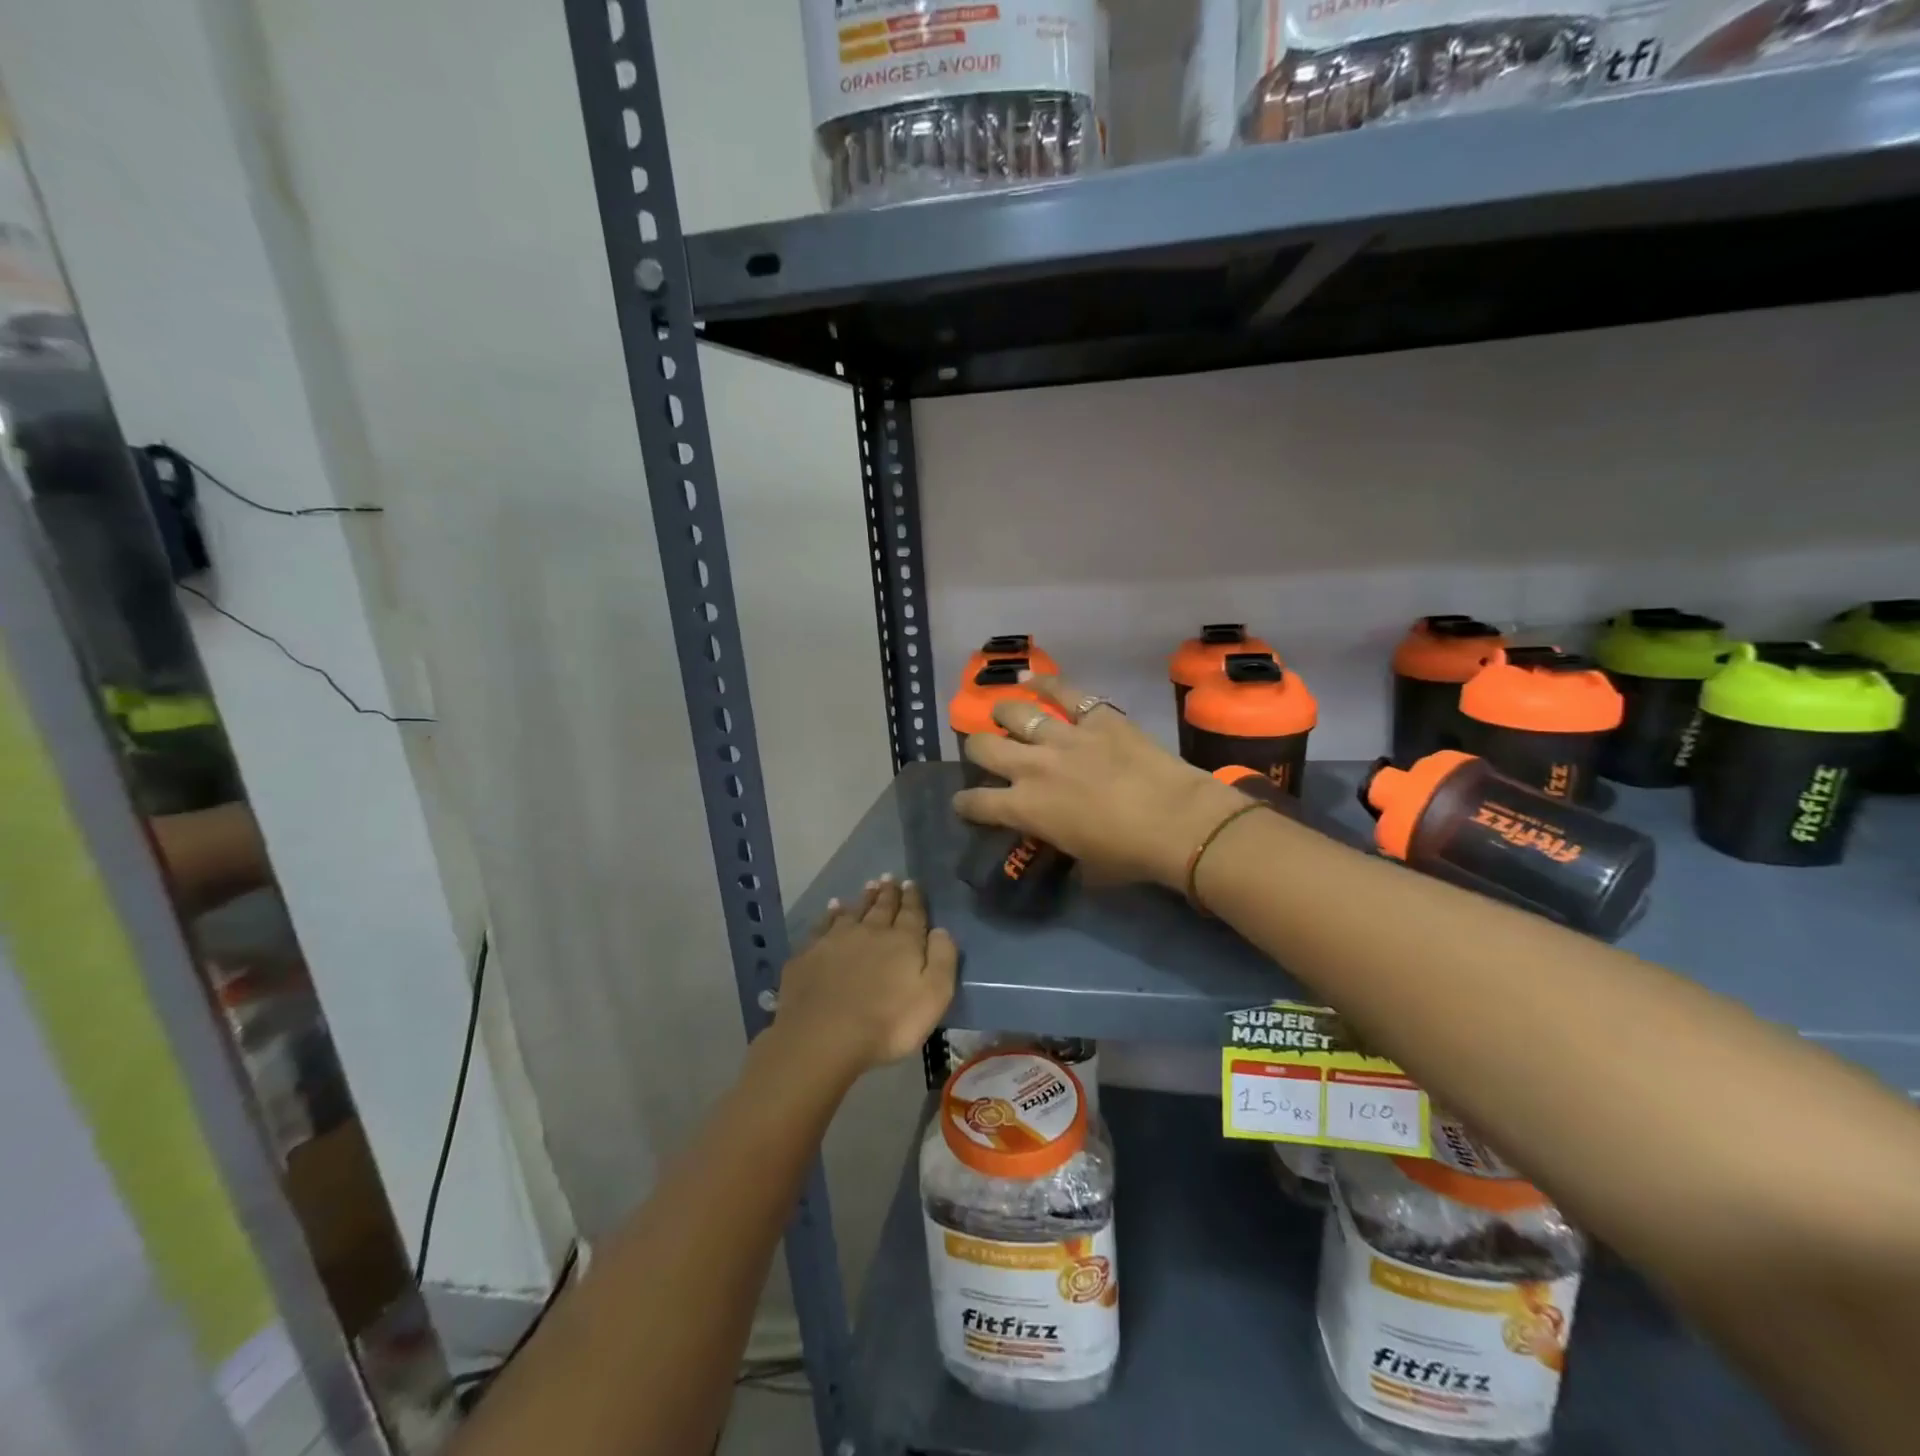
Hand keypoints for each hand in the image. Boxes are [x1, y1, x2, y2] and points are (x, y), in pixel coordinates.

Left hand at [774, 877, 956, 1075]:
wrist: (823, 1037)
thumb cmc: (888, 1023)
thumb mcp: (933, 997)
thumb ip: (942, 959)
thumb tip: (941, 929)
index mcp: (902, 942)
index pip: (911, 913)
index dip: (913, 898)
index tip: (911, 883)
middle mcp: (870, 932)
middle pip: (882, 907)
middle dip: (888, 892)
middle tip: (889, 878)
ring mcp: (835, 940)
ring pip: (853, 911)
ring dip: (863, 898)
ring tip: (868, 886)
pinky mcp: (809, 954)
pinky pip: (823, 925)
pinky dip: (830, 914)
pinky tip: (832, 908)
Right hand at [952, 673, 1246, 889]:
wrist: (1176, 822)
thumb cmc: (1130, 855)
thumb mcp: (1085, 865)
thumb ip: (1063, 847)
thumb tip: (1063, 844)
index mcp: (1026, 809)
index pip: (976, 802)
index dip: (965, 803)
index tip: (965, 803)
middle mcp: (1033, 767)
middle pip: (983, 747)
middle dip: (976, 749)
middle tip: (985, 752)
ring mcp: (1064, 737)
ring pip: (1016, 713)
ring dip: (1004, 714)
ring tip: (1003, 714)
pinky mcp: (1097, 717)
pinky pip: (1064, 692)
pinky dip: (1044, 682)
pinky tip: (1030, 677)